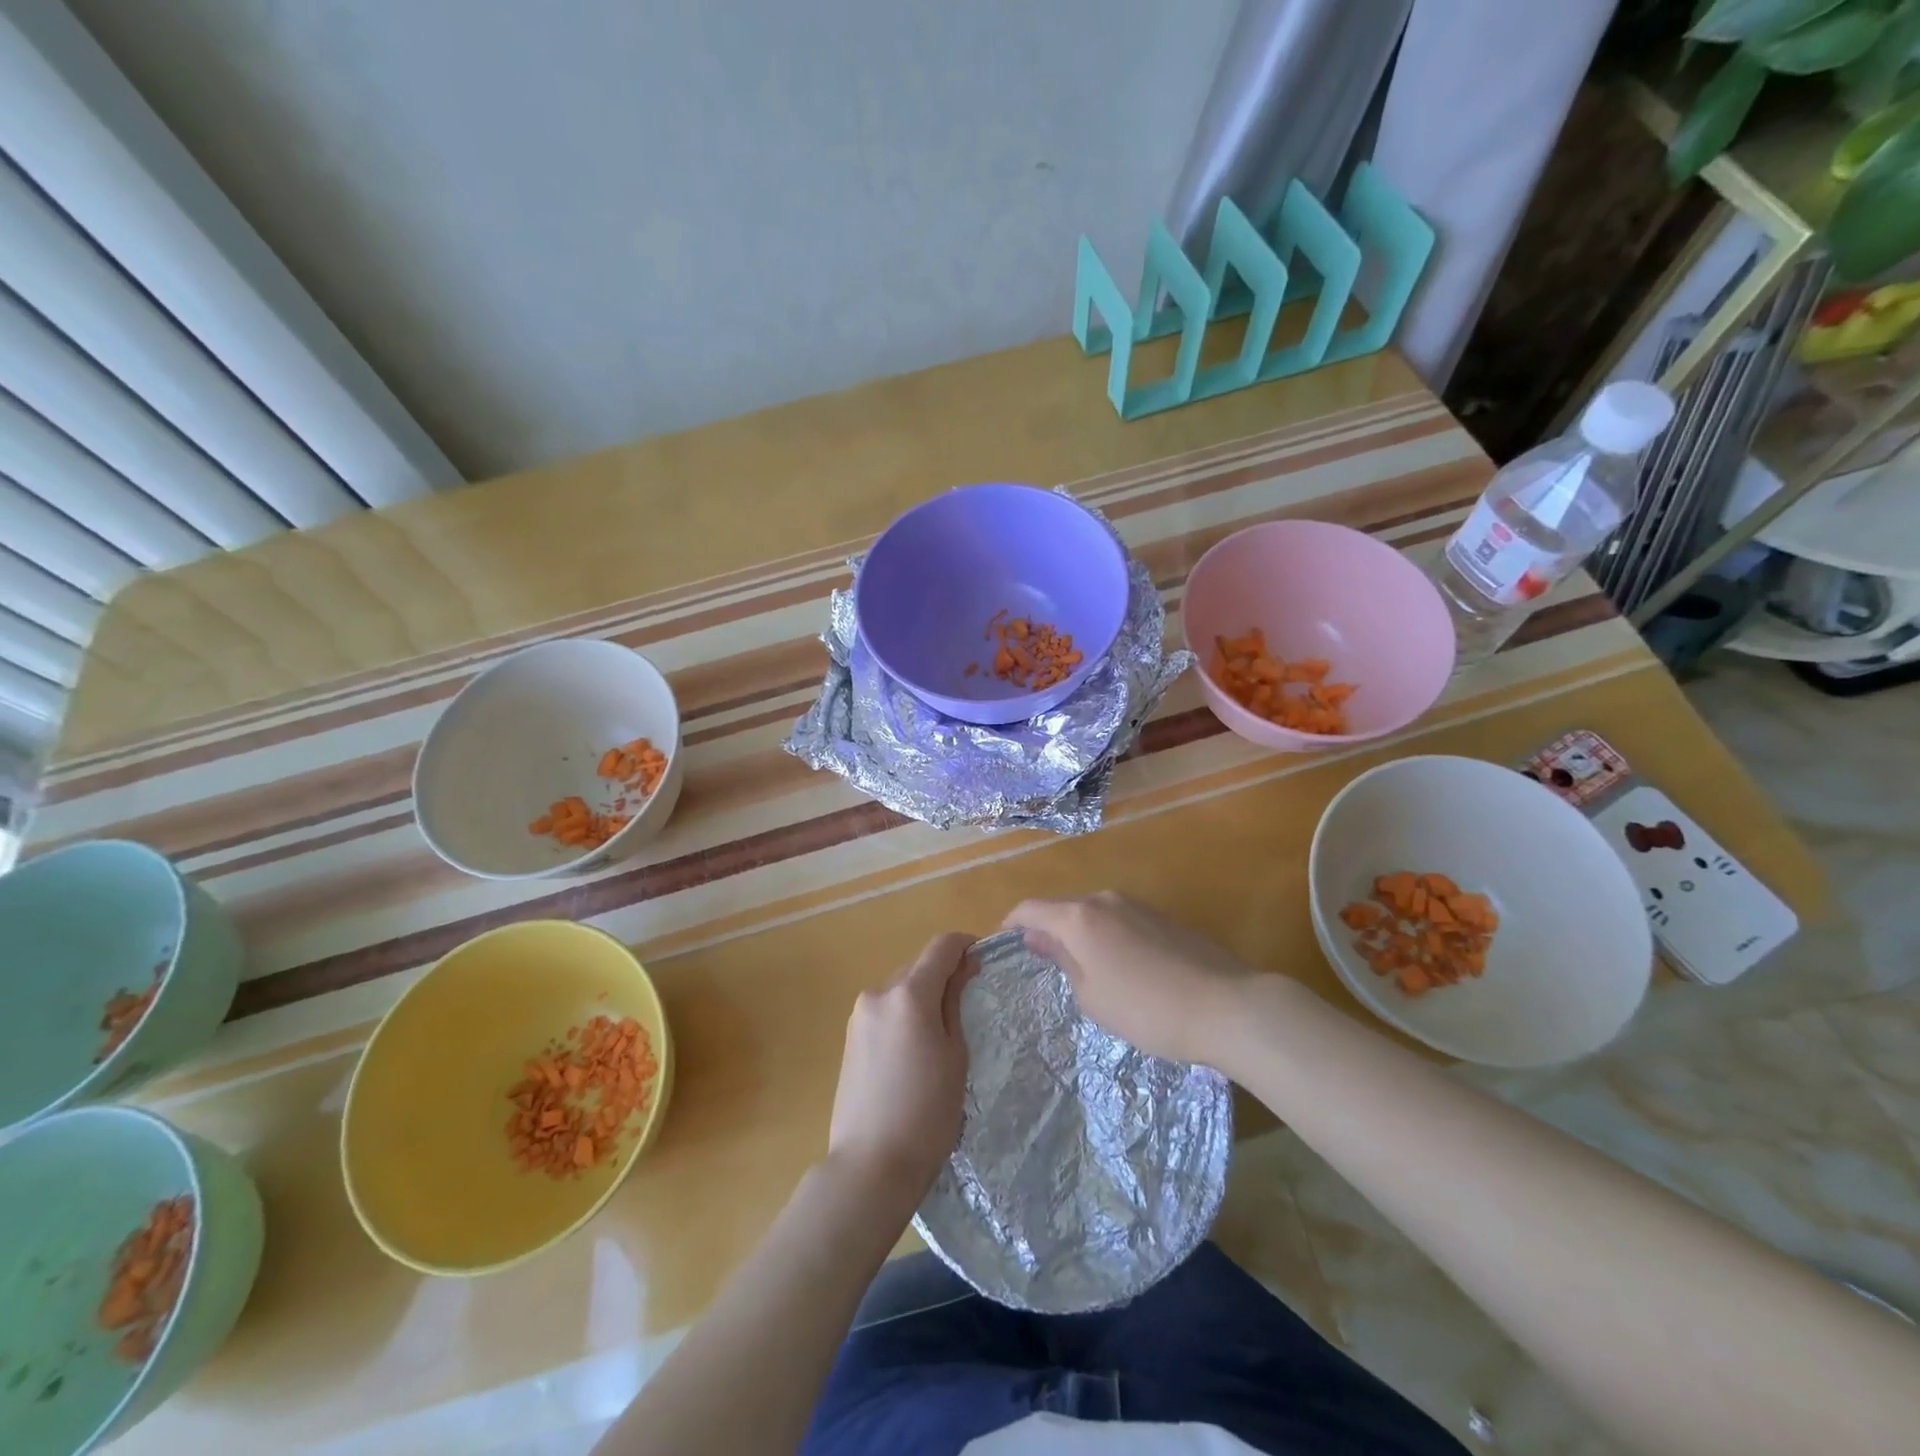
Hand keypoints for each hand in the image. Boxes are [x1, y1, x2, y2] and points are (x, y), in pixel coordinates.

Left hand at [827, 932, 974, 1206]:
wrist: (870, 1166)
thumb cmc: (927, 1114)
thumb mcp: (955, 1055)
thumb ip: (955, 1003)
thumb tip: (962, 967)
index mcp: (909, 994)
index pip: (941, 947)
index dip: (965, 945)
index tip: (983, 960)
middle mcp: (878, 994)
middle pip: (918, 966)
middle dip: (943, 974)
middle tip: (967, 1003)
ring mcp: (859, 1016)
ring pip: (900, 989)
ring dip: (922, 996)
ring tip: (940, 1034)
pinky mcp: (849, 1038)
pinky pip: (884, 1010)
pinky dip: (904, 1015)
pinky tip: (914, 1051)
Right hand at [1002, 892, 1255, 1065]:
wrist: (1225, 1006)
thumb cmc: (1146, 1009)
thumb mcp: (1092, 995)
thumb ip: (1062, 959)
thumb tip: (1040, 937)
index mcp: (1079, 917)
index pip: (1030, 908)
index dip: (1011, 923)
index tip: (1003, 943)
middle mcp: (1104, 899)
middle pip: (1062, 908)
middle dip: (1047, 930)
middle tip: (1042, 964)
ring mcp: (1137, 904)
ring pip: (1092, 914)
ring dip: (1079, 934)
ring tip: (1082, 970)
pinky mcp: (1162, 916)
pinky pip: (1119, 920)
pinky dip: (1106, 937)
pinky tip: (1119, 968)